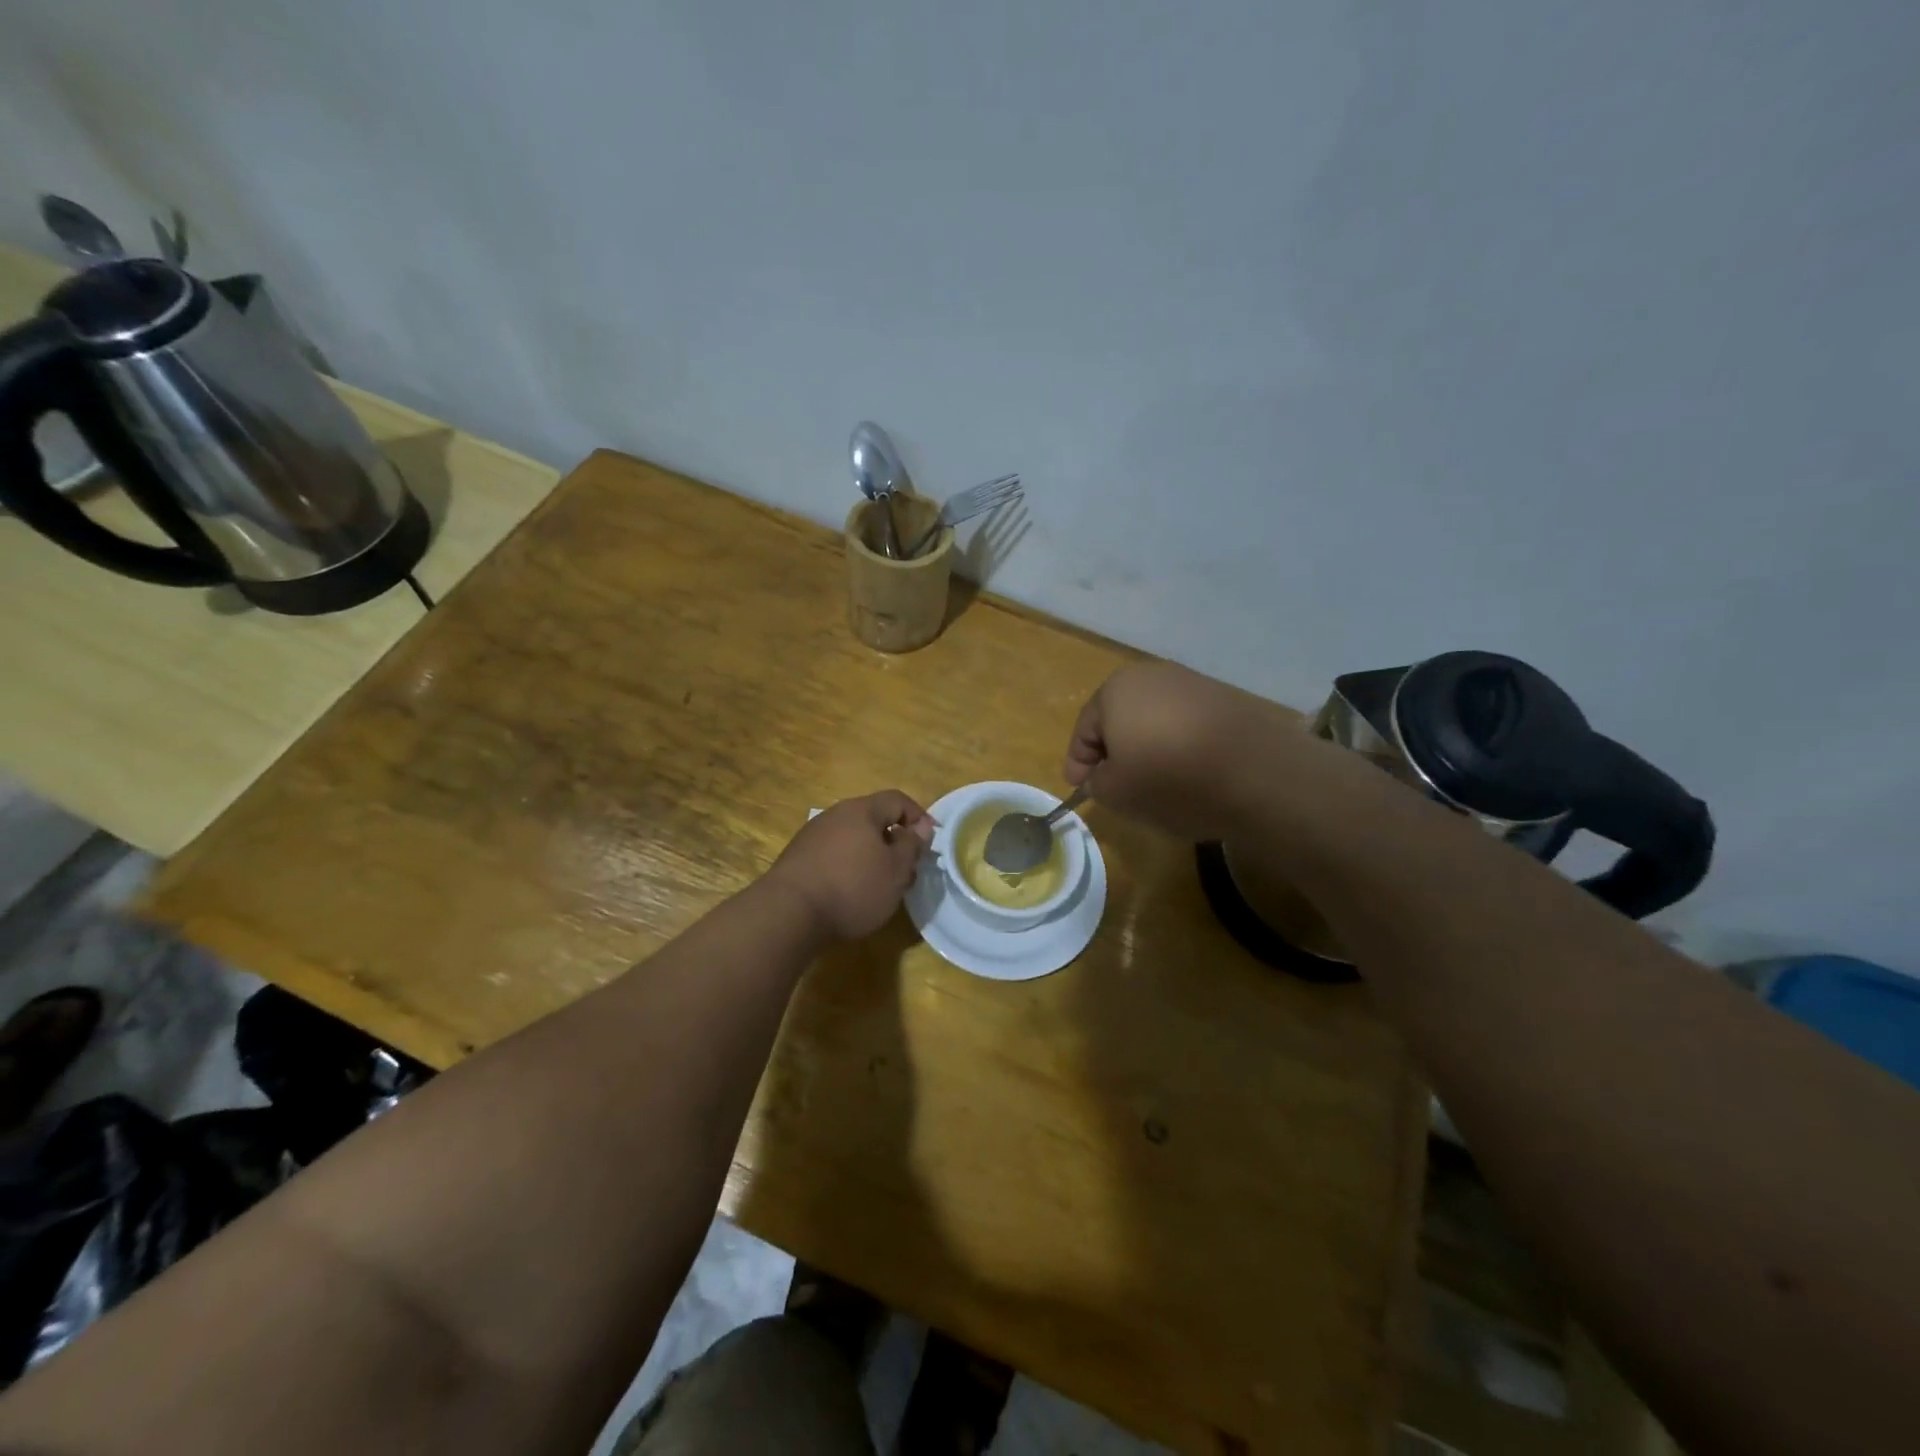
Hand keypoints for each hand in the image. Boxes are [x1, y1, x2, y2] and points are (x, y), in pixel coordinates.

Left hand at [764, 791, 934, 940]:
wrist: (788, 914)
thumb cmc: (852, 888)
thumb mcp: (896, 870)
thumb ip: (912, 845)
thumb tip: (921, 827)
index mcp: (862, 810)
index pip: (897, 800)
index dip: (918, 817)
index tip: (931, 842)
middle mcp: (835, 815)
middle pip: (873, 819)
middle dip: (895, 842)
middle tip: (907, 870)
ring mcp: (812, 836)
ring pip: (853, 839)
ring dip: (872, 857)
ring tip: (881, 886)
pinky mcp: (797, 859)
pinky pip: (833, 855)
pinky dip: (849, 867)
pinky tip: (850, 893)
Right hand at [1064, 662, 1304, 841]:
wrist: (1258, 775)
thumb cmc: (1170, 779)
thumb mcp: (1116, 792)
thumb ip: (1096, 782)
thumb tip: (1103, 775)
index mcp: (1116, 689)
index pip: (1085, 729)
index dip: (1078, 762)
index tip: (1079, 789)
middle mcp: (1153, 675)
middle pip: (1120, 719)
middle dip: (1114, 751)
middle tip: (1115, 785)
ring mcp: (1194, 684)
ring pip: (1155, 721)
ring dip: (1148, 748)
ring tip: (1154, 783)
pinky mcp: (1227, 700)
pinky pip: (1188, 725)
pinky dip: (1180, 747)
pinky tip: (1189, 775)